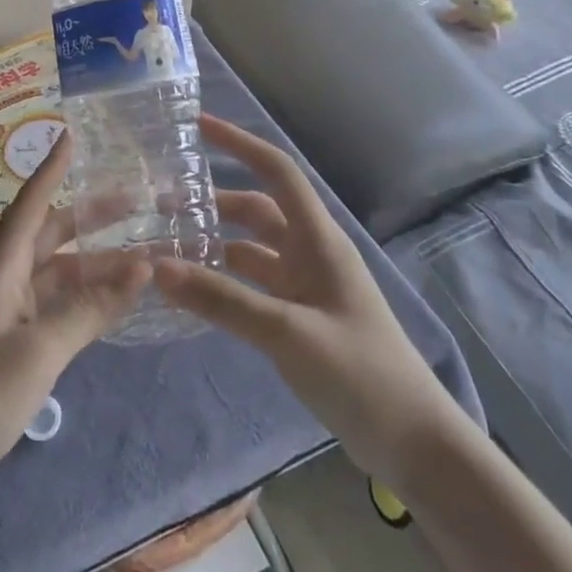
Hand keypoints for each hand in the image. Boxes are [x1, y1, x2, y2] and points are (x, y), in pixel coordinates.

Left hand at [0, 132, 149, 524]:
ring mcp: (6, 316)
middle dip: (91, 217)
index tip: (72, 135)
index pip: (31, 206)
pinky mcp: (11, 347)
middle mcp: (3, 283)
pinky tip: (116, 303)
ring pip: (58, 275)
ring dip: (96, 265)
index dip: (52, 170)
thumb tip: (142, 266)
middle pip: (50, 236)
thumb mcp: (38, 352)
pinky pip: (55, 309)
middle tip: (138, 200)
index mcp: (0, 271)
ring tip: (144, 255)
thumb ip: (89, 310)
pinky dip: (85, 301)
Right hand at [154, 114, 460, 479]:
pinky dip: (223, 281)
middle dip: (212, 201)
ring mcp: (305, 288)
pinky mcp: (299, 319)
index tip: (197, 126)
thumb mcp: (287, 333)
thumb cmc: (360, 374)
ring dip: (213, 243)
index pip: (276, 172)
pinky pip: (252, 286)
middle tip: (160, 205)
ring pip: (251, 250)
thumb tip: (158, 266)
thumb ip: (222, 300)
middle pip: (256, 211)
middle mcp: (310, 254)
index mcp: (318, 240)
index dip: (239, 143)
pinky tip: (192, 290)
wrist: (413, 445)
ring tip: (166, 246)